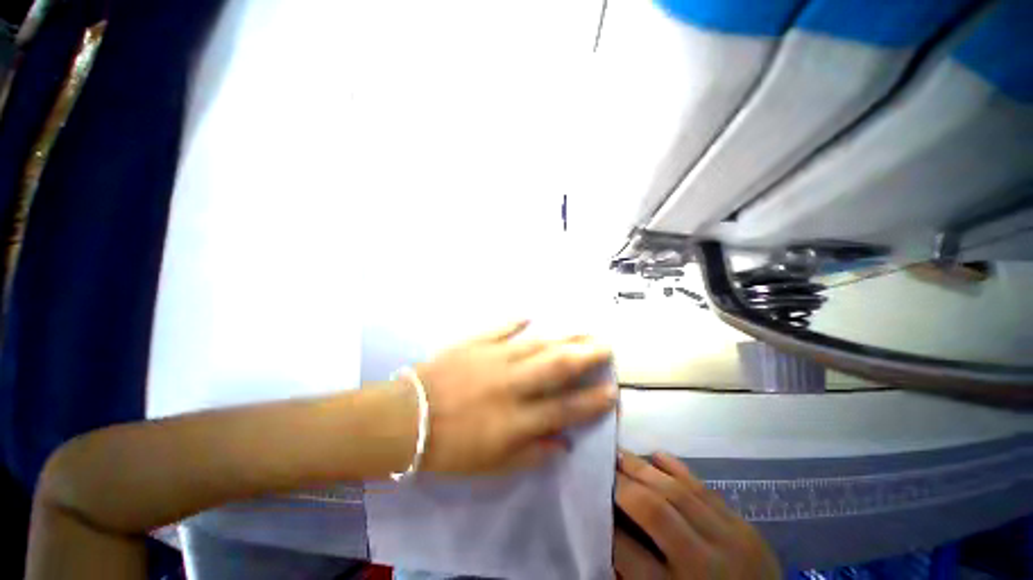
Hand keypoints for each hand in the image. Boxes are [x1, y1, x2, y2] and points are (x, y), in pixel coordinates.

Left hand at [412, 320, 616, 475]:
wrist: (407, 419)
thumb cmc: (450, 447)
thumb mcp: (492, 466)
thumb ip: (530, 454)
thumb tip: (563, 443)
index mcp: (516, 418)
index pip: (564, 409)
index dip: (591, 402)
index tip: (611, 391)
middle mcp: (511, 384)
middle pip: (556, 366)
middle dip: (585, 355)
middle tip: (605, 345)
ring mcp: (493, 359)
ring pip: (535, 344)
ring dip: (561, 337)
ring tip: (581, 330)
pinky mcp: (475, 344)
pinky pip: (499, 328)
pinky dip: (514, 321)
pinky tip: (529, 314)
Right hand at [614, 451, 780, 579]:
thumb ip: (633, 574)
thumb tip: (606, 533)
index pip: (626, 549)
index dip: (603, 520)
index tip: (589, 496)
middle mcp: (703, 565)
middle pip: (654, 510)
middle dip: (621, 483)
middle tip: (601, 463)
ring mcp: (729, 541)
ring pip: (677, 492)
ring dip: (643, 468)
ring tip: (620, 453)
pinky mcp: (745, 527)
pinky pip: (705, 488)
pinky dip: (677, 468)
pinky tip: (656, 454)